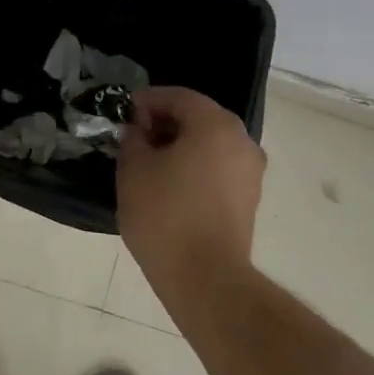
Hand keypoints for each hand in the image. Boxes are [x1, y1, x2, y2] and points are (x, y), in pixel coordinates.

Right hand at [117, 86, 265, 285]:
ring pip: (210, 144)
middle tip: (133, 138)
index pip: (178, 97)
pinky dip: (194, 167)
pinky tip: (169, 185)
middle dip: (164, 123)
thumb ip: (134, 139)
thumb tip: (138, 131)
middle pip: (199, 118)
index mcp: (215, 125)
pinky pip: (218, 168)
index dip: (147, 101)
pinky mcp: (249, 198)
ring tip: (148, 164)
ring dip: (180, 146)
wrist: (205, 277)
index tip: (123, 113)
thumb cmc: (165, 215)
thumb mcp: (133, 170)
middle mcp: (241, 140)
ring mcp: (250, 171)